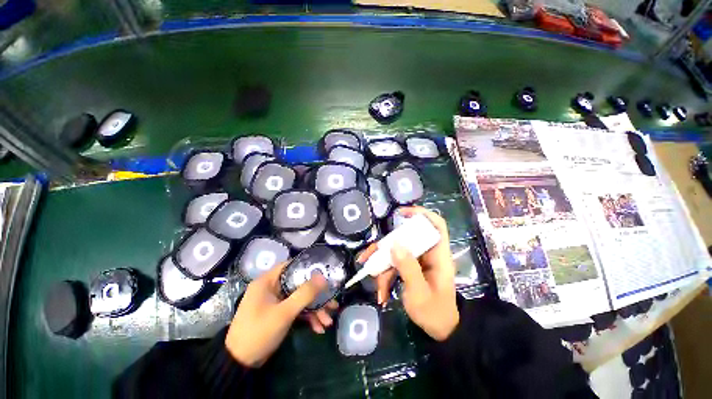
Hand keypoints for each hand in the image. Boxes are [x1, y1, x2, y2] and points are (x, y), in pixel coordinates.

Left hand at [225, 262, 336, 366]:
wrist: (240, 363)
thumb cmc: (259, 332)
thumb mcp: (284, 312)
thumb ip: (305, 293)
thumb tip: (323, 277)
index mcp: (268, 281)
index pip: (291, 266)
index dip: (308, 268)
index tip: (325, 273)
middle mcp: (272, 288)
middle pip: (299, 284)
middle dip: (316, 295)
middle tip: (332, 302)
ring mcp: (276, 302)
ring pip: (300, 298)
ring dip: (314, 309)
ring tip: (328, 321)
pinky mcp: (279, 313)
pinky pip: (296, 310)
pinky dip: (307, 317)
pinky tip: (318, 328)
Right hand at [359, 207, 458, 340]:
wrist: (440, 331)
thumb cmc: (435, 313)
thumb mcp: (419, 293)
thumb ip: (408, 268)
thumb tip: (395, 243)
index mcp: (438, 255)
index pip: (436, 225)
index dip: (422, 214)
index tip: (401, 214)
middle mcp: (427, 254)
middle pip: (406, 240)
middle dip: (385, 249)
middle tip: (368, 258)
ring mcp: (417, 261)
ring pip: (396, 253)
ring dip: (382, 268)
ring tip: (376, 286)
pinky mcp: (410, 268)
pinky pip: (394, 265)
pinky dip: (385, 276)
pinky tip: (381, 293)